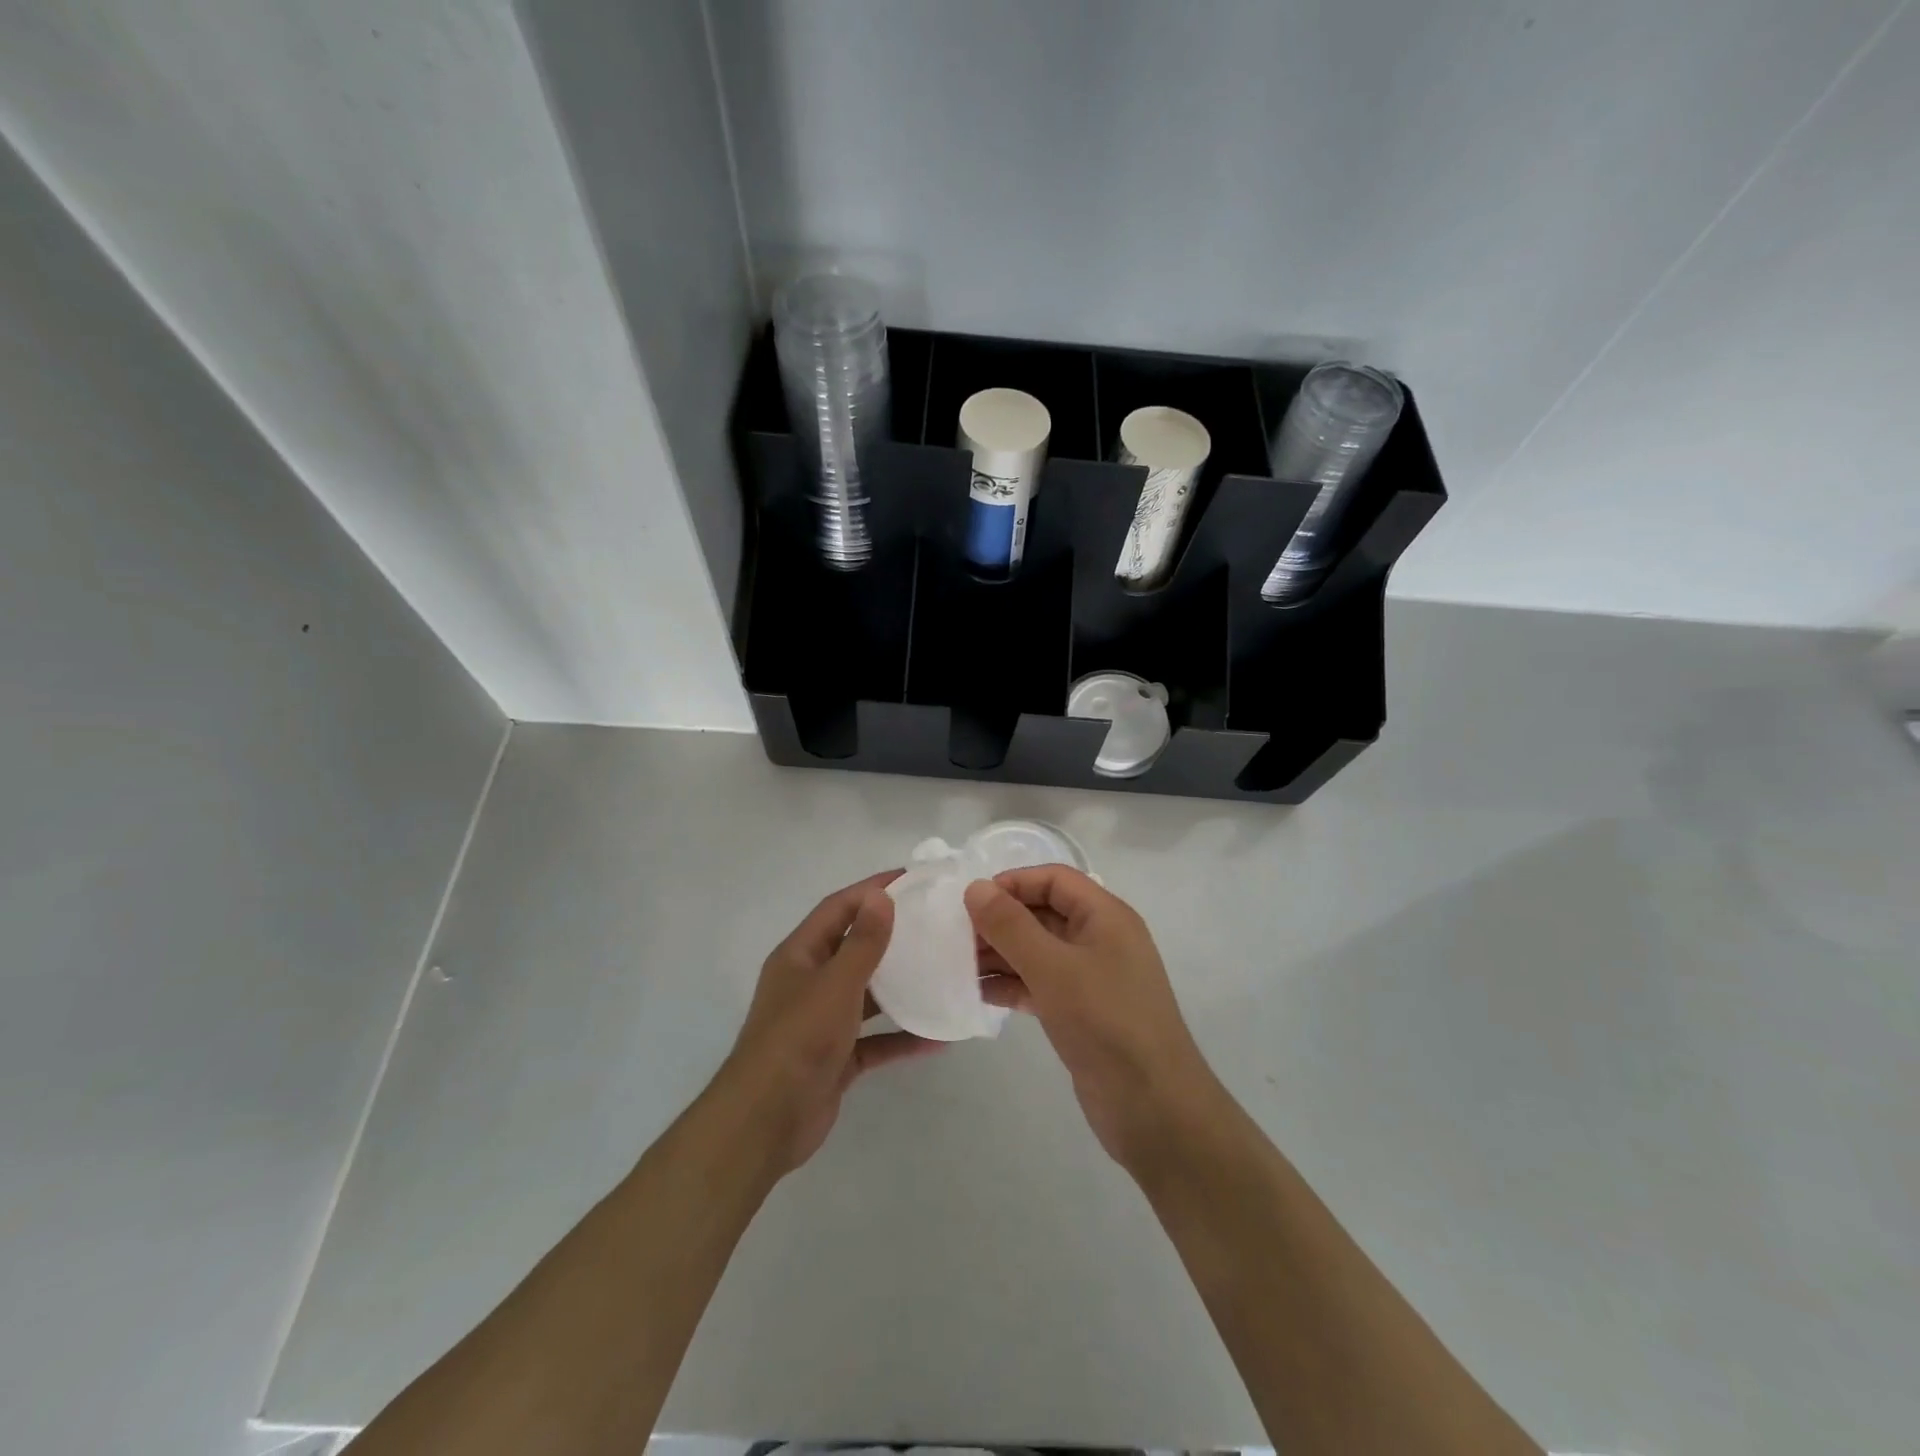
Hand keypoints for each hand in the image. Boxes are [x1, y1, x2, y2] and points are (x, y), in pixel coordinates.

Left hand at [715, 871, 941, 1174]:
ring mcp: (823, 1022)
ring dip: (901, 986)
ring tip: (943, 971)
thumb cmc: (798, 1039)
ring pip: (868, 995)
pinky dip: (903, 1036)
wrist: (765, 1122)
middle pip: (854, 948)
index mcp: (800, 955)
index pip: (838, 908)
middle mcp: (810, 982)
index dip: (871, 890)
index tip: (911, 878)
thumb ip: (863, 942)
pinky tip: (939, 1036)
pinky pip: (876, 1039)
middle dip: (891, 935)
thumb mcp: (835, 984)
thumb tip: (882, 896)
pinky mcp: (837, 1058)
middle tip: (935, 923)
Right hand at [966, 866, 1224, 1169]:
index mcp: (1106, 916)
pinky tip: (979, 993)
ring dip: (1001, 954)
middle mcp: (1101, 940)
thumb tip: (975, 887)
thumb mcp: (1053, 968)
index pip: (1054, 880)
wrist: (1154, 1109)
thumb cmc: (1105, 1023)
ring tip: (958, 965)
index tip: (971, 902)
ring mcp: (1093, 978)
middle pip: (1044, 913)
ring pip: (1039, 952)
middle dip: (1001, 921)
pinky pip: (1041, 985)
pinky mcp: (1082, 1013)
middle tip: (956, 937)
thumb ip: (1011, 926)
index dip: (1013, 883)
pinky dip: (1012, 985)